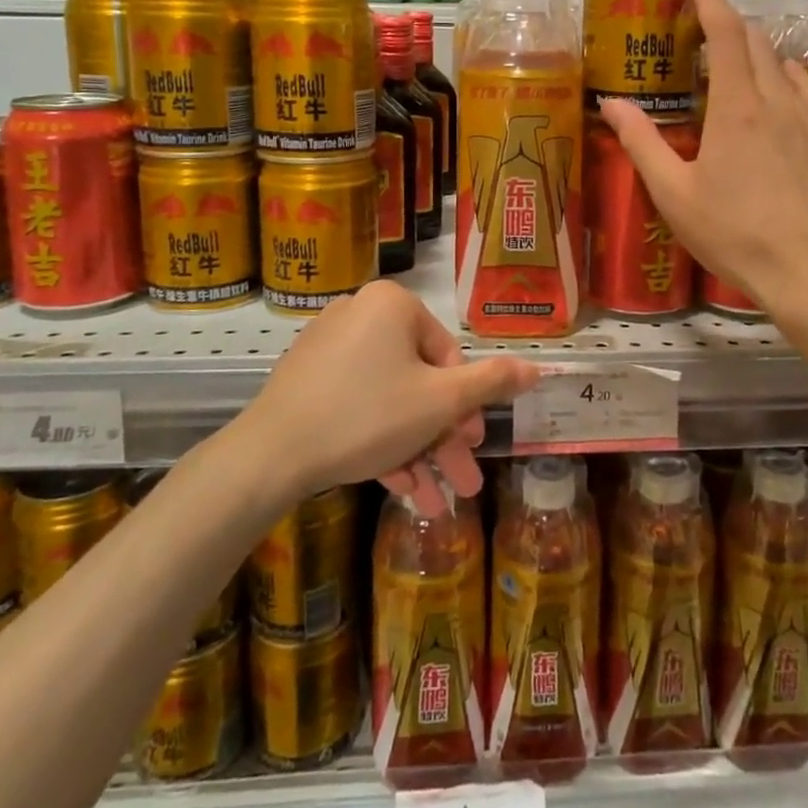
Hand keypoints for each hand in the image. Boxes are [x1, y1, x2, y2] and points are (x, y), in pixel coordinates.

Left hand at [230, 280, 536, 514]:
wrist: (269, 456)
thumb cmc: (368, 416)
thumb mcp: (441, 402)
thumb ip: (492, 383)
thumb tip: (537, 367)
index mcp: (393, 305)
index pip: (447, 354)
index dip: (465, 406)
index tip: (472, 446)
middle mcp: (361, 314)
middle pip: (419, 381)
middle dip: (444, 438)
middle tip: (464, 480)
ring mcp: (329, 347)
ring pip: (391, 400)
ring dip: (417, 450)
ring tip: (437, 501)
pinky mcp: (307, 380)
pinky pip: (359, 405)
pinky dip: (382, 442)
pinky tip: (401, 489)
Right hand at [600, 0, 807, 309]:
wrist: (803, 268)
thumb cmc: (731, 232)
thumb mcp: (672, 192)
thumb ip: (640, 143)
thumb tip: (610, 104)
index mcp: (735, 107)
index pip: (723, 33)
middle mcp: (774, 101)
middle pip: (752, 40)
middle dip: (725, 19)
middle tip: (696, 21)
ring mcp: (804, 118)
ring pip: (779, 60)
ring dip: (752, 47)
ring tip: (728, 56)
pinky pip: (807, 88)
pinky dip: (786, 74)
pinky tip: (779, 84)